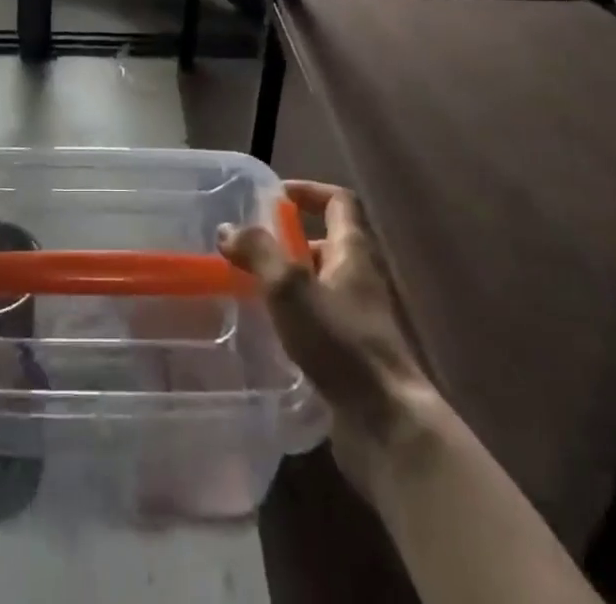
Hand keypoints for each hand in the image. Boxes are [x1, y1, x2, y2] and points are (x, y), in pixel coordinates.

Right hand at [219, 180, 433, 496]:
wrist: (388, 424)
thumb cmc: (342, 342)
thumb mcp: (291, 288)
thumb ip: (258, 252)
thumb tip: (228, 228)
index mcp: (354, 251)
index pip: (339, 201)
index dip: (309, 191)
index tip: (275, 197)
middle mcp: (360, 278)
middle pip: (328, 242)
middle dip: (289, 240)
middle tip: (250, 247)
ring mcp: (359, 318)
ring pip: (320, 283)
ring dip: (288, 279)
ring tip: (249, 286)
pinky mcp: (352, 354)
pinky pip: (319, 319)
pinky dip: (294, 315)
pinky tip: (268, 329)